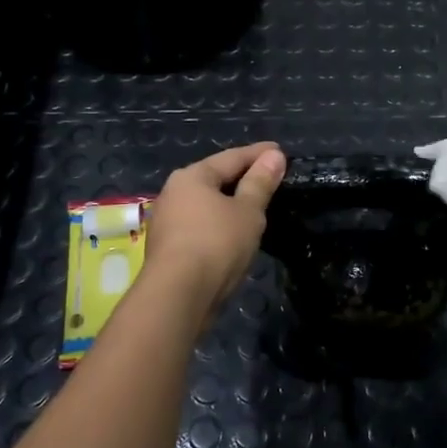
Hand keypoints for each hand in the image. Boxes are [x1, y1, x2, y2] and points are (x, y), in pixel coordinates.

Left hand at [141, 142, 285, 325]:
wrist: (177, 296)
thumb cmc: (216, 244)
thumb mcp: (248, 211)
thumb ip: (260, 183)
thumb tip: (274, 156)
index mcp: (192, 176)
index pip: (232, 157)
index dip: (259, 154)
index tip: (280, 151)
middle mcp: (173, 192)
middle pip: (214, 178)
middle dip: (241, 177)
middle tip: (268, 176)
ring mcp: (166, 221)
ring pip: (205, 204)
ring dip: (228, 203)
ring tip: (253, 205)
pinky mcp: (166, 247)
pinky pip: (199, 225)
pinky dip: (218, 223)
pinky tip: (231, 232)